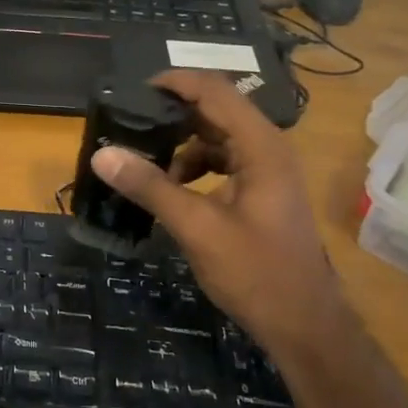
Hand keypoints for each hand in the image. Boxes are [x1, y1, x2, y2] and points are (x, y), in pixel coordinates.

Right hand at [90, 69, 344, 355]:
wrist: (304, 325)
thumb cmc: (256, 272)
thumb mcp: (196, 227)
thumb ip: (150, 187)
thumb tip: (102, 154)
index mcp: (261, 146)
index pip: (214, 91)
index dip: (174, 82)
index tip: (133, 91)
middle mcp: (268, 148)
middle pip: (216, 110)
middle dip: (172, 114)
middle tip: (129, 124)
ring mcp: (267, 170)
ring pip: (217, 138)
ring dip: (181, 145)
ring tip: (145, 163)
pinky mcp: (261, 192)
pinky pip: (223, 162)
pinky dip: (195, 167)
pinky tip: (171, 188)